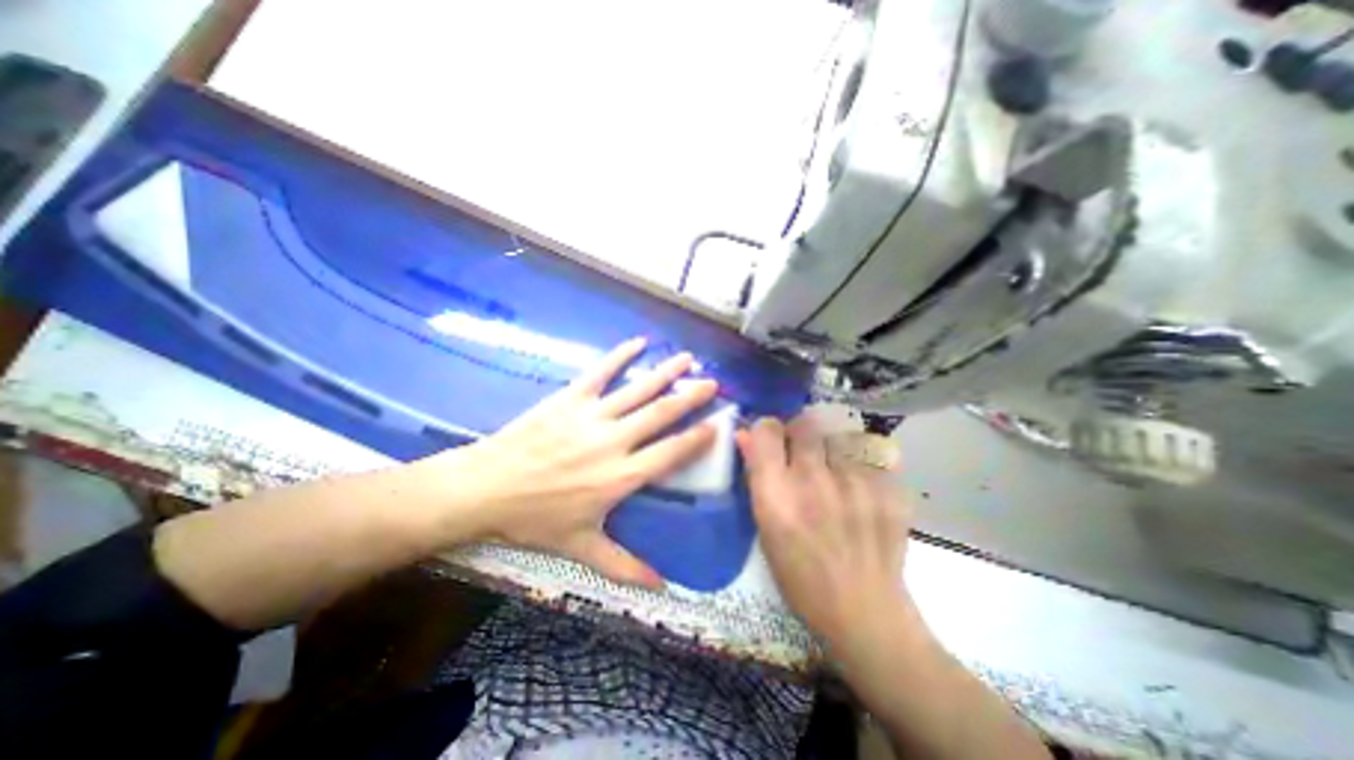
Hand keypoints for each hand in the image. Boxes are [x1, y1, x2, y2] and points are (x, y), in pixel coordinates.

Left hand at [421, 334, 718, 586]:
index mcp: (621, 476)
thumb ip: (624, 566)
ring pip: (638, 389)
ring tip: (687, 357)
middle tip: (713, 382)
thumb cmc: (535, 519)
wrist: (486, 488)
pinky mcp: (570, 399)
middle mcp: (614, 441)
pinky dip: (620, 356)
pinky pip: (600, 372)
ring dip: (665, 372)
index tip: (718, 424)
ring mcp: (592, 416)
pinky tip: (637, 342)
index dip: (697, 438)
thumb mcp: (581, 547)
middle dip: (691, 397)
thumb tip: (661, 588)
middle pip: (661, 414)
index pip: (670, 453)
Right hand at [736, 415, 915, 645]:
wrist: (865, 612)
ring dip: (831, 451)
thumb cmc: (800, 577)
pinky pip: (867, 458)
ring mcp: (855, 483)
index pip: (767, 430)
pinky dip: (859, 468)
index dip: (767, 431)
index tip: (771, 442)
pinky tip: (861, 494)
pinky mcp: (888, 489)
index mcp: (777, 495)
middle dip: (800, 435)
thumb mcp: (765, 528)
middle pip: (804, 424)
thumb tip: (743, 435)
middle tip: (804, 457)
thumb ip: (755, 476)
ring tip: (836, 479)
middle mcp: (814, 481)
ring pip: (837, 438)